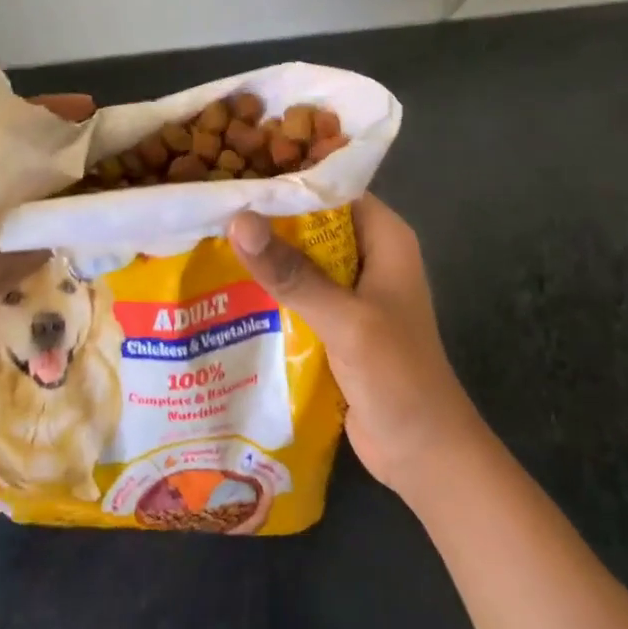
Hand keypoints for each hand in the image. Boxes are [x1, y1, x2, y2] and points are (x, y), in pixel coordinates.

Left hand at [0, 92, 93, 484]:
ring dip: (66, 201)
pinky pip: (39, 259)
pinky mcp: (0, 298)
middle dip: (55, 158)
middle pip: (11, 181)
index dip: (21, 126)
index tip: (75, 113)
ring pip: (30, 219)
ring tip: (114, 184)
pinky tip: (98, 241)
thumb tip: (47, 239)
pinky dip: (67, 246)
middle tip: (108, 147)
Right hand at [227, 194, 482, 498]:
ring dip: (264, 257)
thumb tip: (238, 219)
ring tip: (204, 239)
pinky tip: (224, 288)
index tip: (235, 174)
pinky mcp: (336, 322)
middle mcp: (368, 253)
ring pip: (300, 259)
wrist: (423, 454)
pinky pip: (298, 294)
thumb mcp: (344, 319)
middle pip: (311, 222)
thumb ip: (292, 272)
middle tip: (209, 207)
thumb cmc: (397, 375)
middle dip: (266, 219)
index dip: (287, 180)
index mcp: (384, 236)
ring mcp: (352, 290)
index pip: (331, 188)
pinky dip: (269, 291)